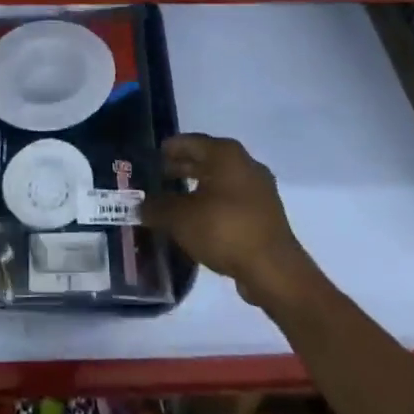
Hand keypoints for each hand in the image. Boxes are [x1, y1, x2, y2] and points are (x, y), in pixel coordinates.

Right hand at [142, 134, 313, 306]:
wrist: (273, 271)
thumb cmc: (224, 229)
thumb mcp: (180, 217)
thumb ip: (156, 207)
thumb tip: (140, 206)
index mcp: (226, 154)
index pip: (190, 141)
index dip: (168, 149)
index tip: (151, 157)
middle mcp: (245, 164)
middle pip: (206, 160)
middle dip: (181, 169)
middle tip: (157, 179)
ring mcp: (259, 191)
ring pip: (219, 183)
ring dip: (197, 190)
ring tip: (173, 203)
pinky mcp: (265, 216)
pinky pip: (231, 202)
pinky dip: (213, 206)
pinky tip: (197, 223)